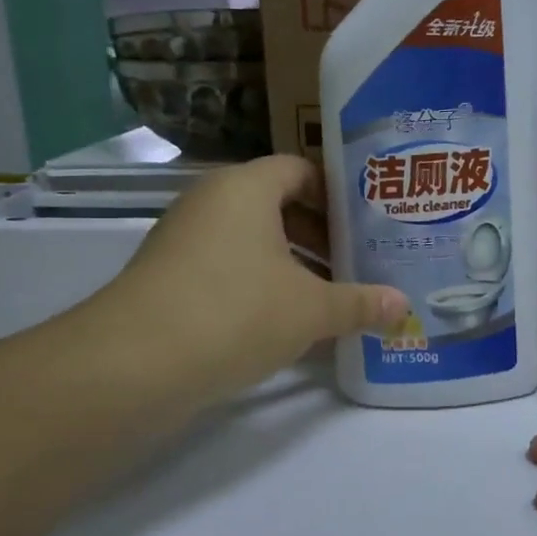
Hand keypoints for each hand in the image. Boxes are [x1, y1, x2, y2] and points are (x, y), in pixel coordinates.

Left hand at [78, 156, 405, 404]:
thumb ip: (360, 304)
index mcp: (245, 188)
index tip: (367, 223)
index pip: (300, 169)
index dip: (337, 193)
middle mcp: (210, 203)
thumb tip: (403, 306)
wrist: (132, 366)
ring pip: (251, 241)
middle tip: (358, 261)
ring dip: (292, 265)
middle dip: (320, 235)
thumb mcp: (311, 310)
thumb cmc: (235, 312)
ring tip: (331, 296)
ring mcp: (183, 241)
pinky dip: (259, 286)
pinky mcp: (167, 279)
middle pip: (276, 205)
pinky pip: (227, 269)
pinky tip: (287, 323)